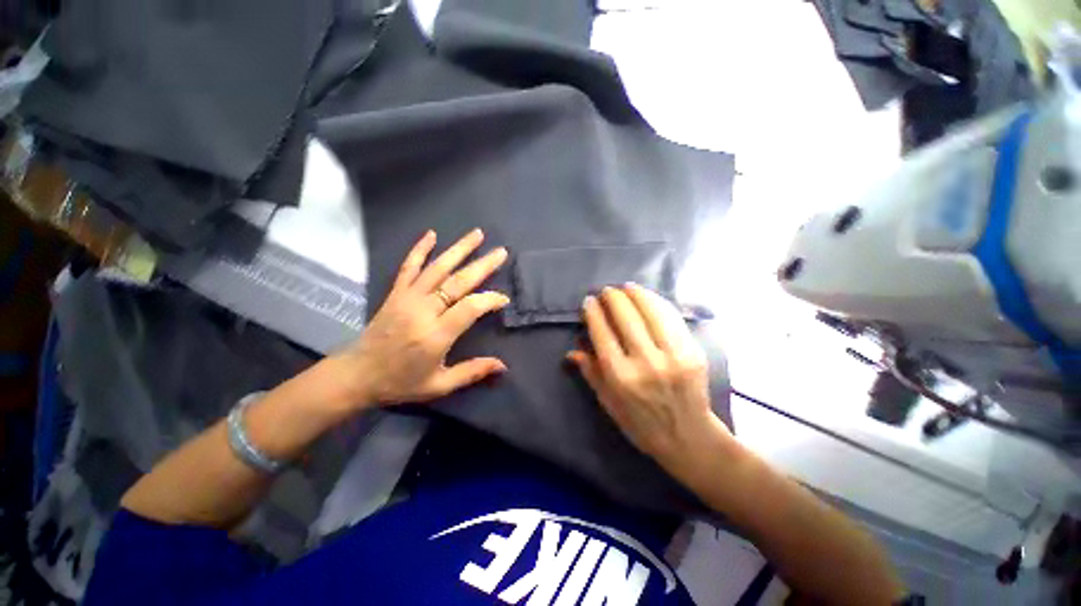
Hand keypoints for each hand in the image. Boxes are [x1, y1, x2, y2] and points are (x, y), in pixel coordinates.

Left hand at [333, 228, 510, 408]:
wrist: (357, 375)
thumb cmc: (401, 382)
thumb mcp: (439, 385)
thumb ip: (472, 372)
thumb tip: (503, 366)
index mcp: (436, 335)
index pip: (470, 308)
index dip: (490, 300)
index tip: (504, 299)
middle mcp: (423, 311)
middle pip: (457, 282)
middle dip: (482, 266)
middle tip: (501, 253)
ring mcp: (407, 298)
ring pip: (437, 268)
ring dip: (459, 249)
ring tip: (477, 234)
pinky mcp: (395, 293)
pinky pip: (408, 266)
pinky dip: (420, 249)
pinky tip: (431, 234)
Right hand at [567, 284, 726, 471]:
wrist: (689, 439)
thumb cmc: (641, 424)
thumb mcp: (608, 403)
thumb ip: (591, 373)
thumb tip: (571, 352)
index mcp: (621, 377)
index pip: (602, 333)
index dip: (594, 313)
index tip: (589, 301)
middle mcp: (646, 363)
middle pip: (626, 318)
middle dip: (613, 298)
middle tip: (606, 291)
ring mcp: (673, 356)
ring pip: (651, 312)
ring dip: (637, 294)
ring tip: (627, 287)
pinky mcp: (693, 352)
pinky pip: (673, 319)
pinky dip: (659, 303)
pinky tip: (650, 297)